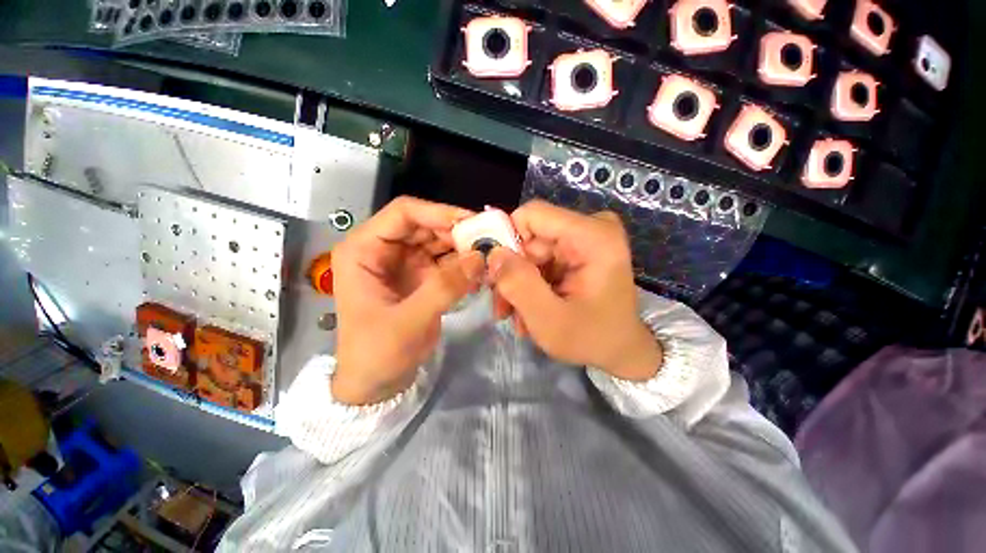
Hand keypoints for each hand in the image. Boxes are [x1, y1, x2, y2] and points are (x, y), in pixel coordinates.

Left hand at [332, 197, 484, 404]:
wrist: (376, 383)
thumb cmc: (378, 353)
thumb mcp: (409, 321)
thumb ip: (445, 287)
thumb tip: (479, 258)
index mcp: (364, 250)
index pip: (403, 214)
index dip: (438, 212)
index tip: (471, 222)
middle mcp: (384, 250)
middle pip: (425, 226)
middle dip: (456, 231)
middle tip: (488, 241)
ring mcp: (404, 263)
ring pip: (438, 242)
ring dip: (463, 247)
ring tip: (489, 255)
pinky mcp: (421, 277)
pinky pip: (446, 262)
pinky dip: (463, 264)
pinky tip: (480, 270)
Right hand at [488, 200, 662, 380]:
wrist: (623, 352)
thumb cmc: (593, 340)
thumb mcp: (549, 320)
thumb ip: (518, 285)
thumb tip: (493, 254)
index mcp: (594, 237)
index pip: (532, 215)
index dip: (507, 240)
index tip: (497, 276)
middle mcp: (592, 228)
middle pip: (530, 236)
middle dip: (512, 273)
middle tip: (504, 307)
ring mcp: (586, 238)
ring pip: (531, 250)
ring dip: (519, 283)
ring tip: (517, 316)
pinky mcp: (579, 250)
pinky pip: (541, 259)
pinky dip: (531, 284)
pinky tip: (530, 309)